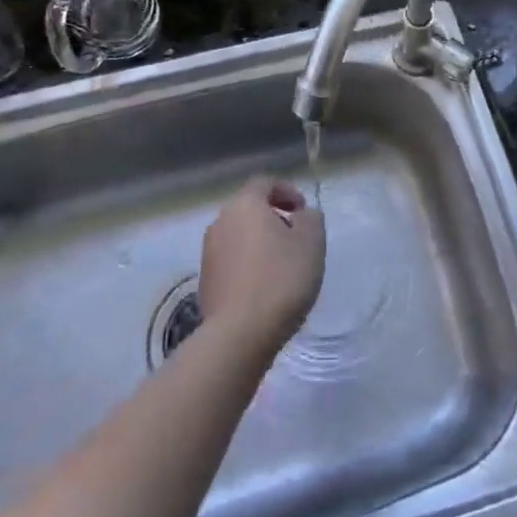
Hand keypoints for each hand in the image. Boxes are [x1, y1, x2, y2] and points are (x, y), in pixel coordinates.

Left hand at [199, 178, 326, 352]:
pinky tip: (264, 287)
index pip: (264, 183)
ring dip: (260, 242)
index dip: (287, 191)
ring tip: (282, 266)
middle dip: (274, 218)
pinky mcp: (205, 280)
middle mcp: (221, 221)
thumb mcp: (311, 243)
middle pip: (249, 209)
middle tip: (296, 238)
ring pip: (239, 235)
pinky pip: (231, 260)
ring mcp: (208, 252)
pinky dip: (248, 264)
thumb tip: (302, 215)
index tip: (303, 211)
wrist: (239, 333)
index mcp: (245, 205)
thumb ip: (311, 219)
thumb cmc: (281, 279)